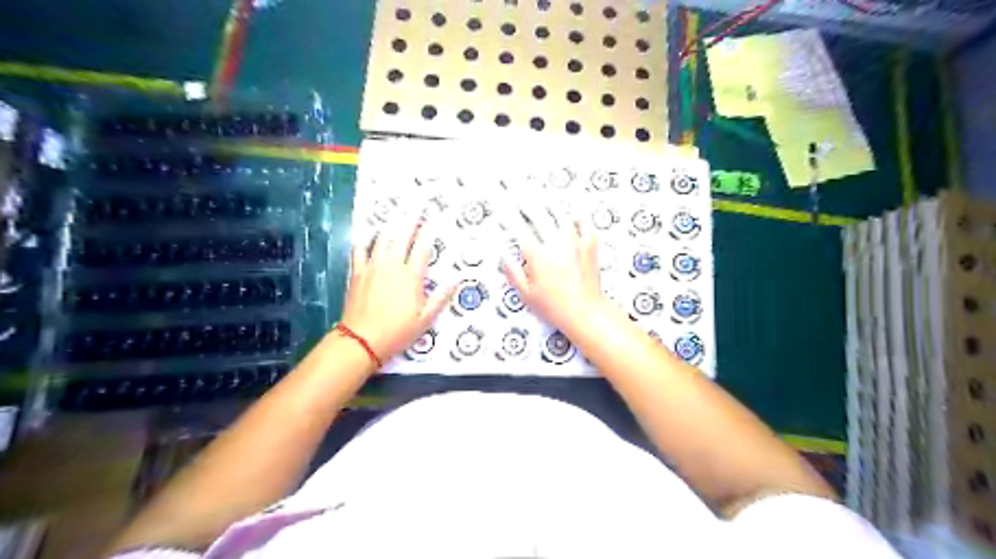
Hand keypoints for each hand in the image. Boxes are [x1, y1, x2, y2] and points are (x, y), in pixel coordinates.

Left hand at [338, 215, 453, 362]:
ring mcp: (373, 267)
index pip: (422, 248)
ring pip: (382, 239)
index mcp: (411, 277)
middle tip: (416, 206)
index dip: (428, 232)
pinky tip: (369, 233)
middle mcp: (392, 266)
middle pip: (402, 237)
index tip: (433, 218)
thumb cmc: (397, 331)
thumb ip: (441, 298)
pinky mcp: (357, 273)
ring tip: (396, 213)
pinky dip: (365, 239)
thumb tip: (457, 281)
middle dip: (411, 220)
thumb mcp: (425, 319)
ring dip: (390, 225)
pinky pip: (359, 250)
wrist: (361, 340)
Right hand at [502, 200, 602, 332]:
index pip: (518, 227)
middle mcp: (556, 243)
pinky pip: (585, 223)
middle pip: (538, 213)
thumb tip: (502, 253)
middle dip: (524, 199)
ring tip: (540, 191)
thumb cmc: (554, 307)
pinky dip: (577, 214)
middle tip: (515, 187)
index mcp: (538, 254)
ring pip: (560, 213)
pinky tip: (572, 210)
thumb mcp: (526, 295)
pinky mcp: (589, 246)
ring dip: (548, 201)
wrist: (586, 312)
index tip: (500, 203)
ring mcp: (575, 242)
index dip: (507, 213)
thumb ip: (513, 272)